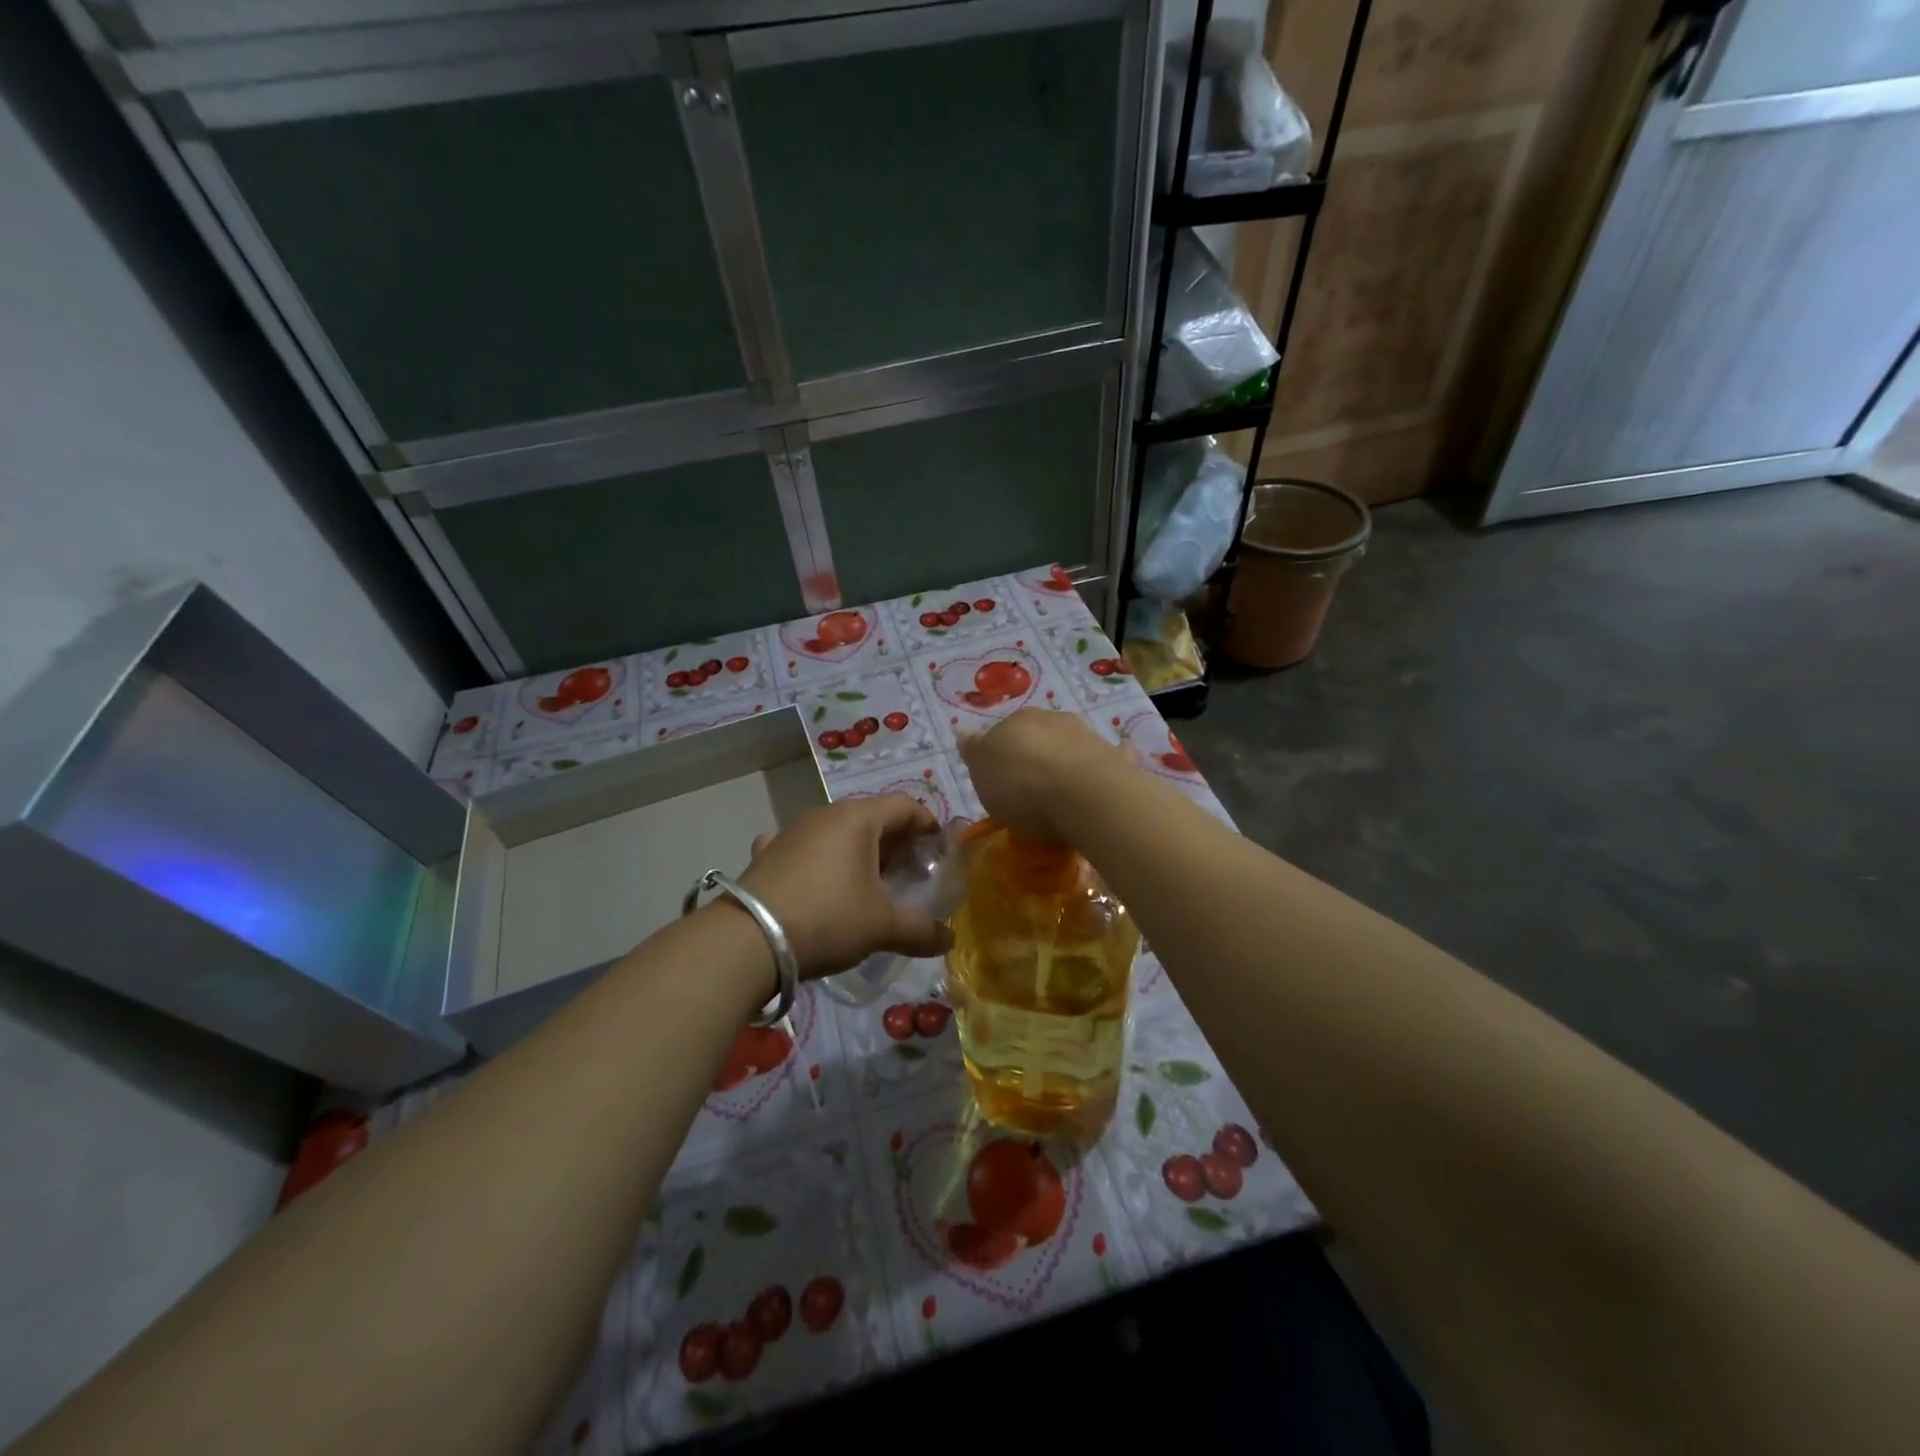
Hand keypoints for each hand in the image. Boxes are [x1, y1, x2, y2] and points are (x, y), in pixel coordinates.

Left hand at [736, 794, 953, 978]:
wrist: (748, 940)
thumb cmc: (828, 918)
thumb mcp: (882, 927)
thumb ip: (921, 931)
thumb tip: (949, 939)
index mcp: (858, 819)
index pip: (904, 806)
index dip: (928, 824)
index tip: (939, 851)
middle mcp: (824, 815)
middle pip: (871, 816)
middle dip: (895, 841)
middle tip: (909, 872)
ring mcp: (790, 832)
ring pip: (836, 831)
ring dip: (857, 850)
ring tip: (866, 882)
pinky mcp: (765, 854)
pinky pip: (801, 847)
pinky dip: (817, 859)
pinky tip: (815, 880)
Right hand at [958, 709, 1127, 839]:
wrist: (1081, 793)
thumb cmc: (1021, 784)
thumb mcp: (981, 771)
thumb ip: (974, 751)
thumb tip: (965, 734)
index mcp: (1016, 720)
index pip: (1002, 733)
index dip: (1000, 756)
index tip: (1000, 782)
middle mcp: (1053, 719)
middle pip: (1039, 737)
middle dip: (1036, 755)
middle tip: (1031, 789)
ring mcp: (1088, 736)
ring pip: (1072, 744)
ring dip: (1067, 759)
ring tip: (1064, 793)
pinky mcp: (1116, 758)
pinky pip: (1110, 758)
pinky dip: (1107, 763)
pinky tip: (1105, 779)